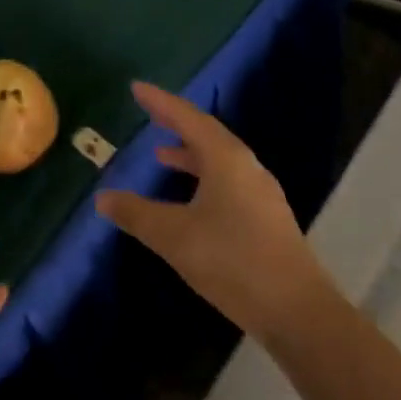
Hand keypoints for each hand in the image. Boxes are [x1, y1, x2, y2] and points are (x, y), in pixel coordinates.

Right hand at [96, 82, 325, 341]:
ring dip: (189, 152)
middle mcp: (246, 166)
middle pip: (206, 133)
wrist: (298, 312)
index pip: (187, 117)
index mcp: (225, 158)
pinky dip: (203, 175)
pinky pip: (228, 179)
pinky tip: (192, 198)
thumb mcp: (175, 237)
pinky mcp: (266, 217)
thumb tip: (103, 198)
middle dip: (176, 122)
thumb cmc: (233, 261)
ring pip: (219, 158)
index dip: (160, 102)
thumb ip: (136, 214)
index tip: (137, 88)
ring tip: (162, 154)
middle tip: (150, 113)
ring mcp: (260, 192)